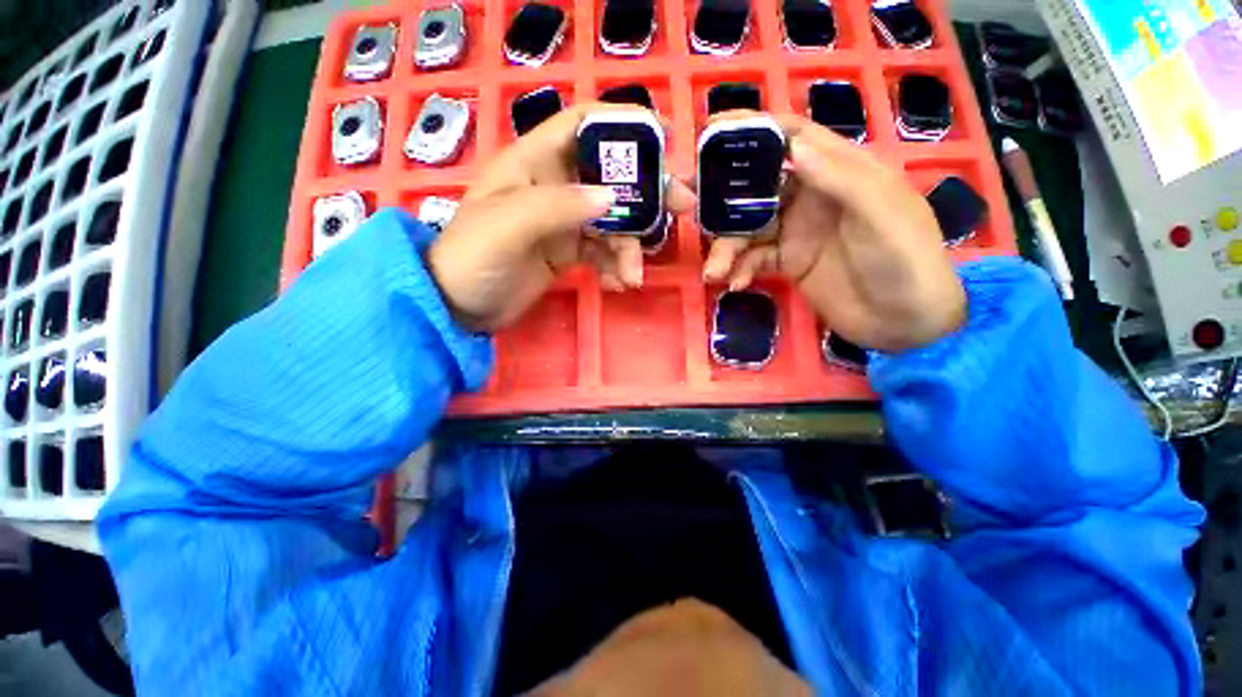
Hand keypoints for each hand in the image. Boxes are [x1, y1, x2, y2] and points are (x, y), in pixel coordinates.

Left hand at [428, 104, 694, 331]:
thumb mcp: (508, 226)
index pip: (582, 126)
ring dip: (630, 246)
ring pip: (612, 221)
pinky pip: (603, 252)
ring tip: (633, 276)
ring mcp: (564, 221)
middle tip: (683, 208)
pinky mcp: (568, 251)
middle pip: (610, 176)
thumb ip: (558, 207)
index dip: (622, 125)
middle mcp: (554, 186)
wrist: (459, 306)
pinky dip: (615, 265)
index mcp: (534, 163)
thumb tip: (611, 198)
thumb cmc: (473, 258)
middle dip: (646, 192)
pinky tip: (619, 283)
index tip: (663, 141)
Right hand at [702, 115, 964, 352]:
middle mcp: (812, 196)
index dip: (754, 128)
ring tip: (714, 271)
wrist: (905, 323)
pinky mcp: (789, 262)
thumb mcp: (882, 213)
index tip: (711, 132)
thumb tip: (792, 144)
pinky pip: (754, 259)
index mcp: (839, 171)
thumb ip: (839, 177)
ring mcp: (797, 231)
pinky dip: (741, 269)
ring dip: (727, 247)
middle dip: (723, 196)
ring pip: (749, 228)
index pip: (792, 136)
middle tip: (687, 206)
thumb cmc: (906, 261)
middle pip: (758, 185)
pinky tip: (737, 283)